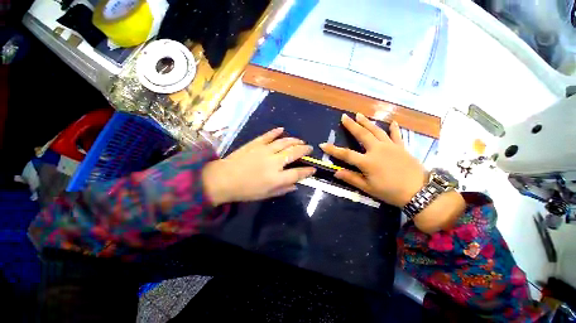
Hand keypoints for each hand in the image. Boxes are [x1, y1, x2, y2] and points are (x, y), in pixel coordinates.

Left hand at [202, 128, 315, 205]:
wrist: (223, 179)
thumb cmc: (245, 190)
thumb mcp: (265, 195)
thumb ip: (282, 190)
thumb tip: (295, 185)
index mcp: (276, 178)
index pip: (297, 173)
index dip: (307, 170)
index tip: (313, 168)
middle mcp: (273, 162)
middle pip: (294, 153)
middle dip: (305, 150)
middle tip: (309, 148)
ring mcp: (264, 150)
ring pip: (284, 142)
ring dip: (295, 140)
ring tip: (300, 140)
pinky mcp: (255, 143)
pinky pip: (268, 135)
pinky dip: (276, 132)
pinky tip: (282, 129)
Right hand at [320, 113, 426, 207]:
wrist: (420, 191)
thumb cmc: (391, 192)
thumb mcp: (368, 188)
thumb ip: (351, 178)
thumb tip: (336, 172)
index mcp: (367, 162)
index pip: (346, 154)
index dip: (333, 149)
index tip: (323, 144)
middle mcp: (377, 150)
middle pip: (362, 134)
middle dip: (351, 125)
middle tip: (344, 116)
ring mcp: (390, 146)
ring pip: (376, 131)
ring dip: (367, 122)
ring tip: (359, 114)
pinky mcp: (401, 147)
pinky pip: (396, 135)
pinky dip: (394, 128)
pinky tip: (392, 122)